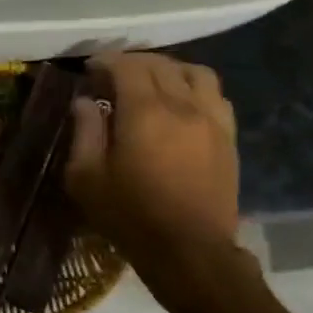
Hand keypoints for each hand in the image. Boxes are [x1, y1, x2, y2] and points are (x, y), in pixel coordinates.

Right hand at [65, 52, 241, 270]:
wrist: (189, 250)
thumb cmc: (130, 215)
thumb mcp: (86, 178)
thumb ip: (84, 133)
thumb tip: (84, 102)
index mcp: (145, 112)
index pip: (127, 67)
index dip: (106, 61)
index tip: (90, 68)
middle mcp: (183, 105)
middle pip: (161, 65)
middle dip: (134, 63)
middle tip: (112, 76)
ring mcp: (212, 119)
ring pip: (195, 73)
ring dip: (169, 69)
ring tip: (151, 83)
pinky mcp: (228, 137)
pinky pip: (215, 95)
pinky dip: (194, 88)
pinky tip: (181, 104)